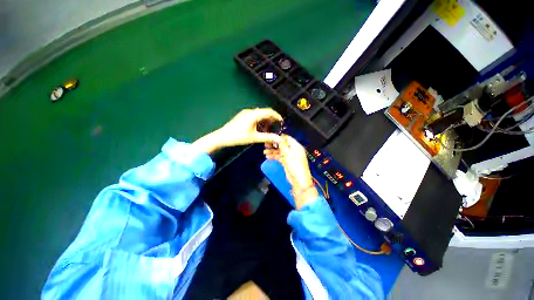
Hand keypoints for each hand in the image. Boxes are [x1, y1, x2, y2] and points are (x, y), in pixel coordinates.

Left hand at [192, 108, 282, 153]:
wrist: (222, 136)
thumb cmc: (237, 137)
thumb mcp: (254, 138)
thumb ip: (268, 137)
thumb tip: (279, 139)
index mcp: (254, 114)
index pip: (269, 111)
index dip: (277, 116)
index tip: (281, 121)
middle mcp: (250, 111)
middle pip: (264, 112)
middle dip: (271, 119)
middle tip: (276, 127)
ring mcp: (245, 113)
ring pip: (259, 114)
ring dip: (265, 120)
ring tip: (267, 130)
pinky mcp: (241, 116)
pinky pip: (253, 115)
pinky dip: (259, 120)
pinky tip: (258, 129)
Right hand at [264, 135, 318, 208]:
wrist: (299, 180)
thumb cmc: (296, 167)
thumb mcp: (289, 154)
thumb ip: (283, 145)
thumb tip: (278, 138)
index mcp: (296, 147)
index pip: (287, 138)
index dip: (279, 137)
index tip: (271, 137)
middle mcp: (293, 150)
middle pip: (282, 145)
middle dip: (274, 144)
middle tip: (265, 144)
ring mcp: (290, 157)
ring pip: (280, 151)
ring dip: (272, 151)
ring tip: (265, 151)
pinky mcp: (287, 162)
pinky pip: (279, 157)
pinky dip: (274, 156)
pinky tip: (268, 157)